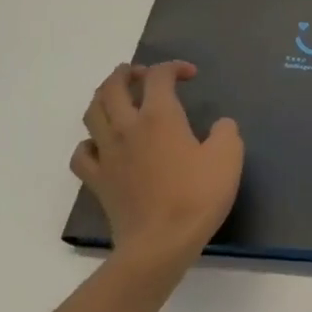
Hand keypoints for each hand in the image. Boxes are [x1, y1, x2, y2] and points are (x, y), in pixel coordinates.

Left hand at [71, 61, 243, 269]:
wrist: (160, 244)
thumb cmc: (197, 196)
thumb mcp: (228, 157)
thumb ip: (225, 132)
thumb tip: (219, 126)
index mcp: (159, 116)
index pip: (159, 76)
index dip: (174, 67)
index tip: (190, 75)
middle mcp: (127, 127)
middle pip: (112, 86)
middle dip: (126, 73)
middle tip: (140, 73)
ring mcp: (107, 154)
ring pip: (92, 113)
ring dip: (103, 97)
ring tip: (117, 98)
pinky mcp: (97, 181)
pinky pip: (82, 153)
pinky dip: (90, 141)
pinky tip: (102, 144)